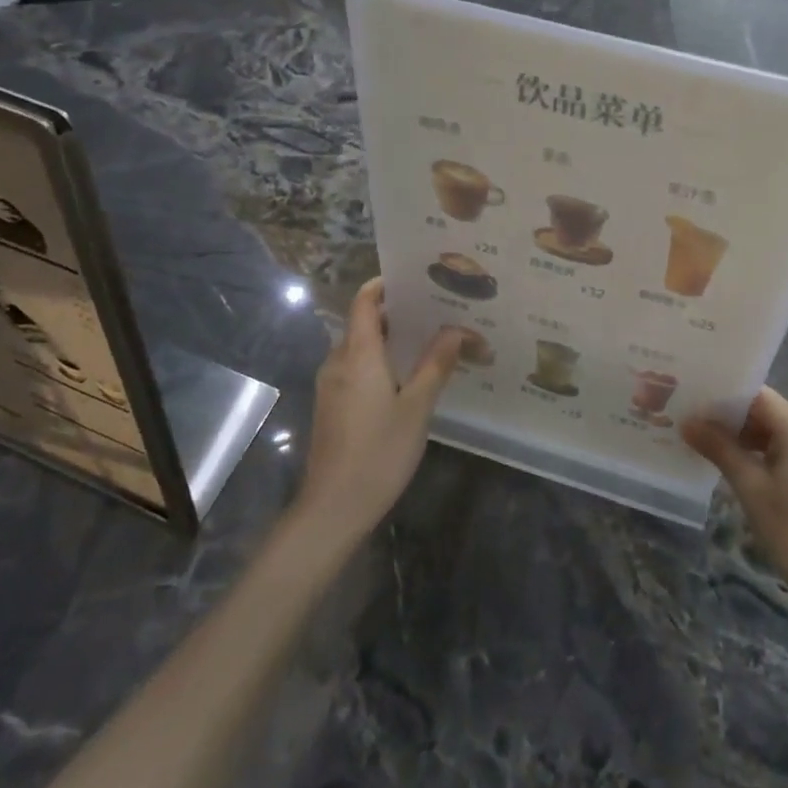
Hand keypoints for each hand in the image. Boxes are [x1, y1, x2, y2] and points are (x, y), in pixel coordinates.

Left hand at [295, 278, 460, 544]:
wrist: (333, 508)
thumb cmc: (379, 452)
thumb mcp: (417, 407)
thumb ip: (436, 364)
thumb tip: (456, 329)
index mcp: (357, 354)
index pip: (364, 301)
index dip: (383, 285)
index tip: (414, 279)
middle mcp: (338, 362)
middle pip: (363, 323)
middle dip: (396, 313)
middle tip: (437, 311)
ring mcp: (331, 386)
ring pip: (360, 348)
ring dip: (390, 340)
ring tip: (429, 341)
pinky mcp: (332, 407)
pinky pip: (356, 369)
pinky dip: (380, 362)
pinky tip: (408, 377)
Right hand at [684, 387, 787, 611]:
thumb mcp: (750, 487)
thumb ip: (719, 448)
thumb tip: (688, 421)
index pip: (753, 395)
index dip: (721, 398)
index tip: (690, 404)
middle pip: (765, 410)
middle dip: (730, 419)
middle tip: (691, 425)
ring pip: (776, 429)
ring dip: (745, 437)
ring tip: (707, 445)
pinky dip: (764, 451)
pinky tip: (738, 464)